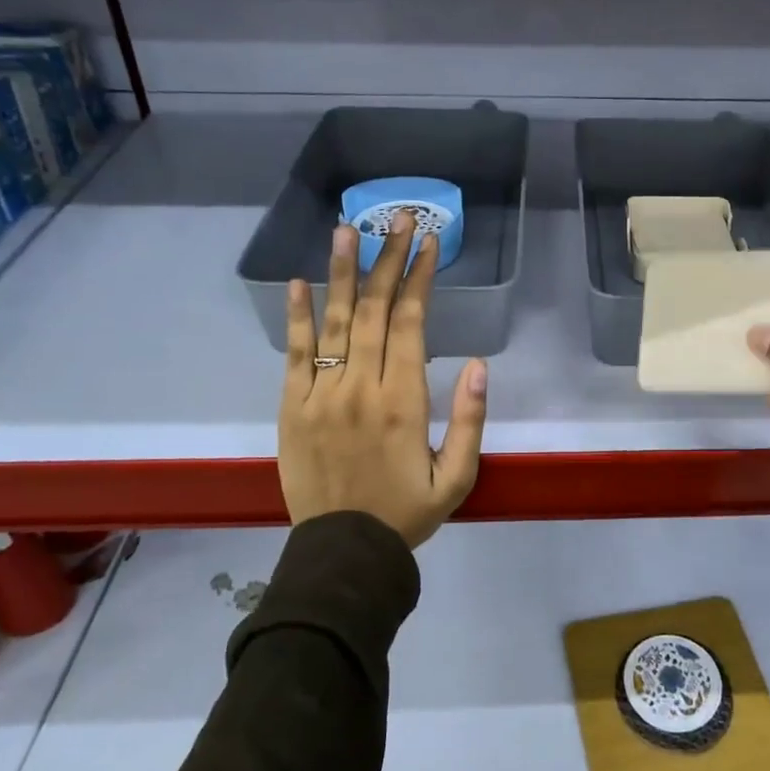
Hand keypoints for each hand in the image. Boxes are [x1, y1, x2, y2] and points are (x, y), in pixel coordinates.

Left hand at [279, 213, 487, 548]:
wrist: (343, 553)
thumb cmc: (406, 514)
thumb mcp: (457, 478)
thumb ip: (469, 421)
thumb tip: (478, 366)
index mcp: (403, 401)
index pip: (411, 323)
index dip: (419, 277)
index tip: (428, 242)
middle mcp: (361, 387)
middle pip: (374, 310)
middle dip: (388, 258)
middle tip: (397, 217)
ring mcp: (320, 395)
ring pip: (334, 322)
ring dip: (342, 272)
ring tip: (347, 229)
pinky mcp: (291, 408)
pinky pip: (294, 355)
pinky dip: (297, 316)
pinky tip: (299, 282)